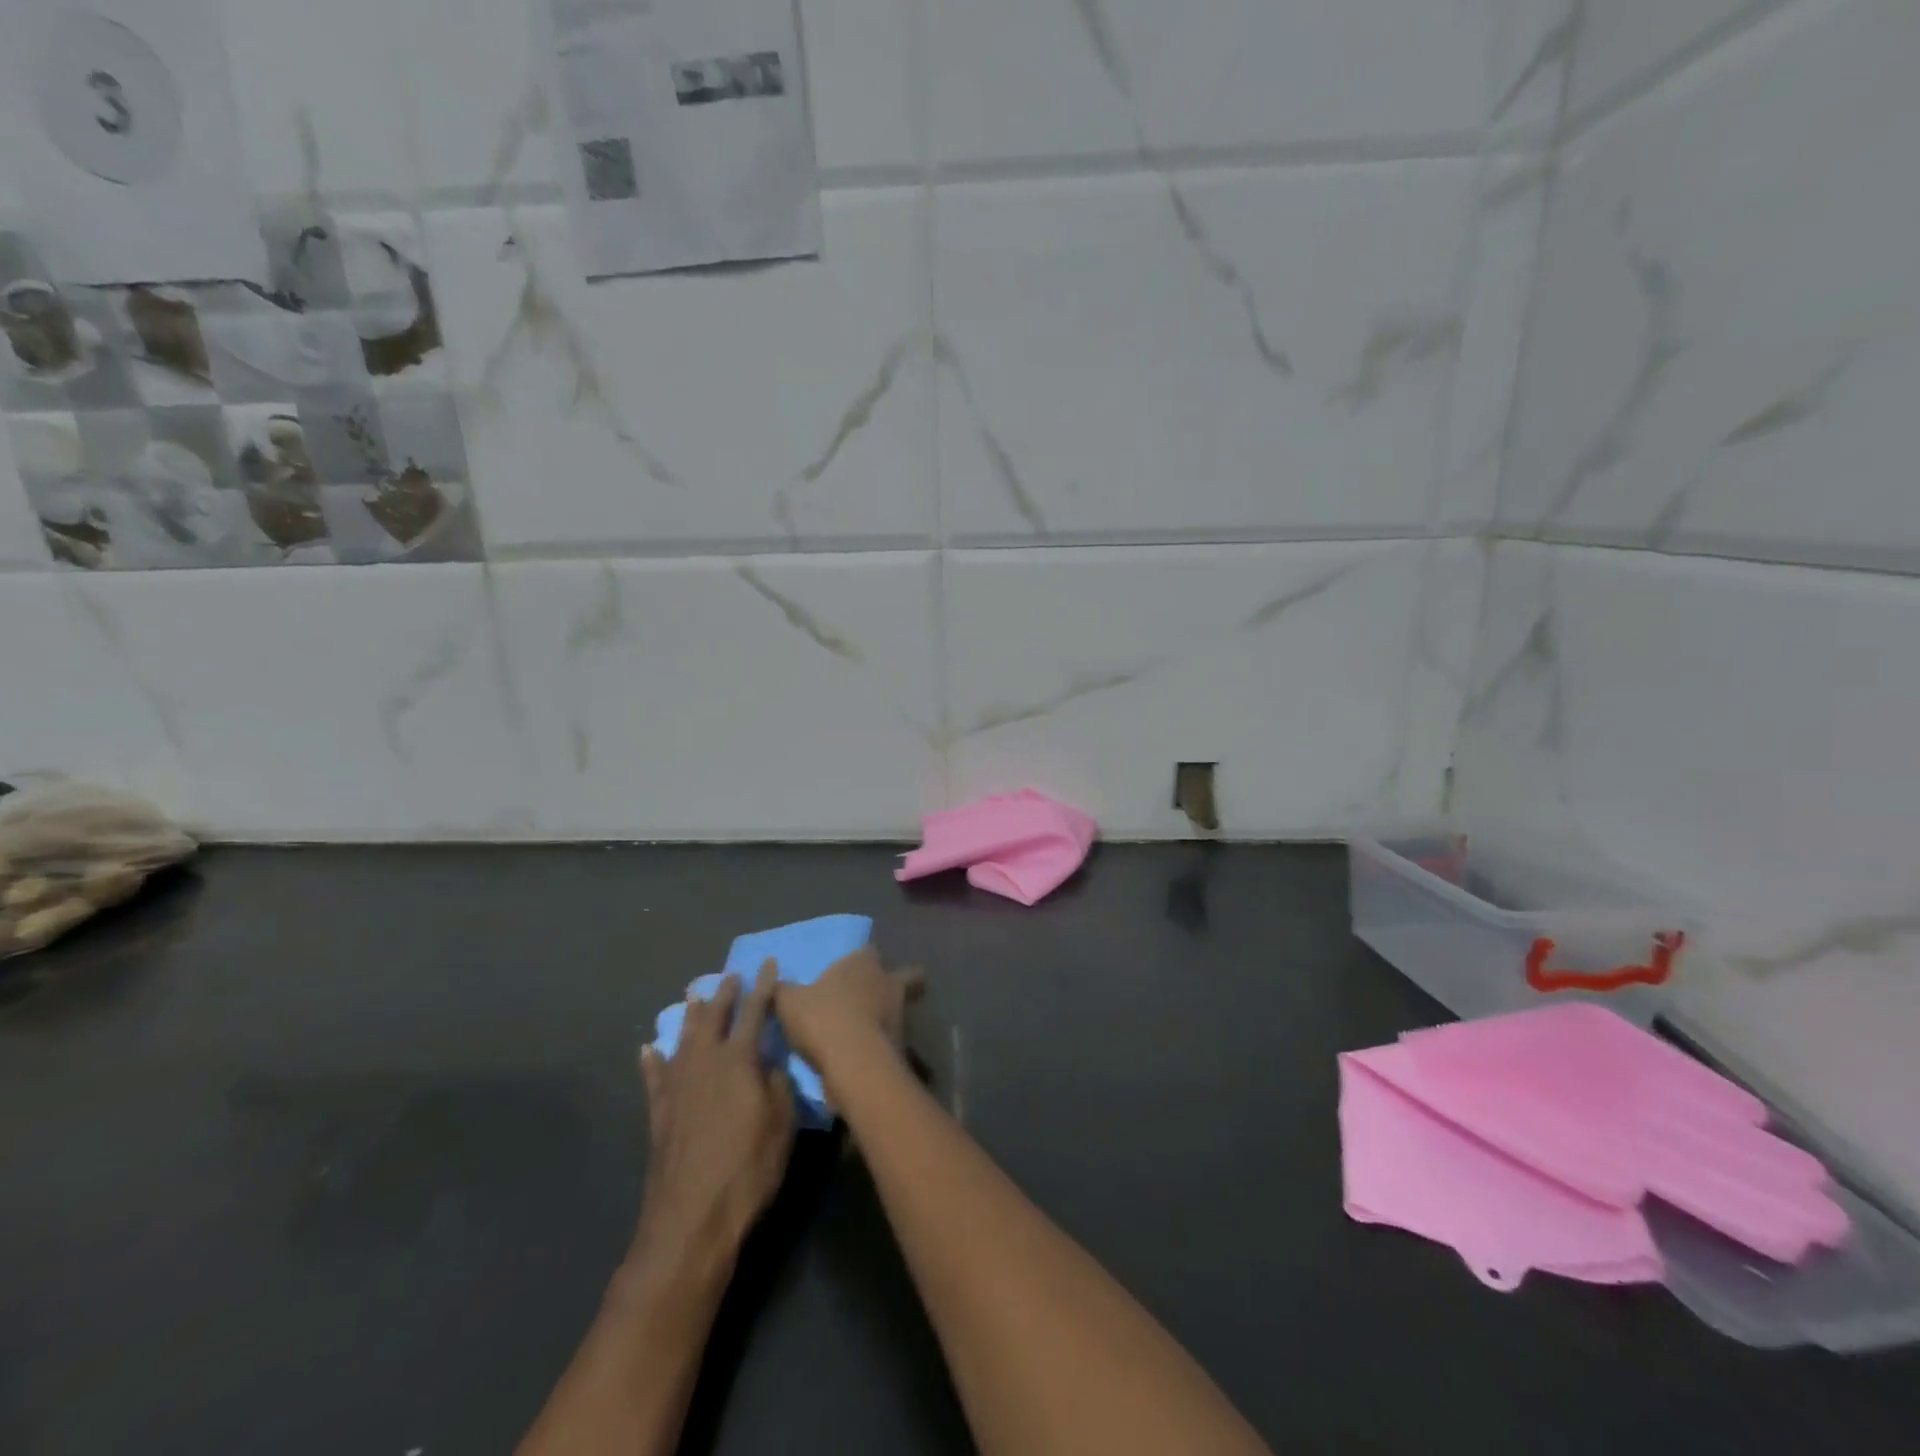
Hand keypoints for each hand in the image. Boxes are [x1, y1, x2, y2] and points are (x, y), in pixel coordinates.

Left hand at [634, 962, 795, 1269]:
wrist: (691, 1219)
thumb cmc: (748, 1169)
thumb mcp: (781, 1125)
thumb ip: (777, 1084)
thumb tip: (769, 1061)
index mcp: (739, 1061)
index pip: (755, 1012)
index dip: (763, 986)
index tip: (767, 962)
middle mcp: (705, 1063)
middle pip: (715, 1018)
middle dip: (725, 994)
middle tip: (730, 974)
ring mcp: (678, 1087)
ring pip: (684, 1039)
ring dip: (691, 1016)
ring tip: (694, 995)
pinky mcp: (659, 1114)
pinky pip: (655, 1078)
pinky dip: (652, 1061)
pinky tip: (648, 1050)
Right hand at [774, 944, 922, 1073]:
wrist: (854, 1064)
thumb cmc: (822, 1019)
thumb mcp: (789, 1002)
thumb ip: (782, 990)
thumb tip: (773, 982)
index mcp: (864, 962)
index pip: (870, 951)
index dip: (862, 960)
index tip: (851, 970)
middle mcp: (888, 981)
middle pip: (907, 975)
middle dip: (901, 981)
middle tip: (878, 995)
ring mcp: (900, 1013)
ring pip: (901, 1008)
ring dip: (887, 1015)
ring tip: (865, 1031)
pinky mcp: (903, 1044)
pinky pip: (893, 1038)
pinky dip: (882, 1043)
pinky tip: (864, 1054)